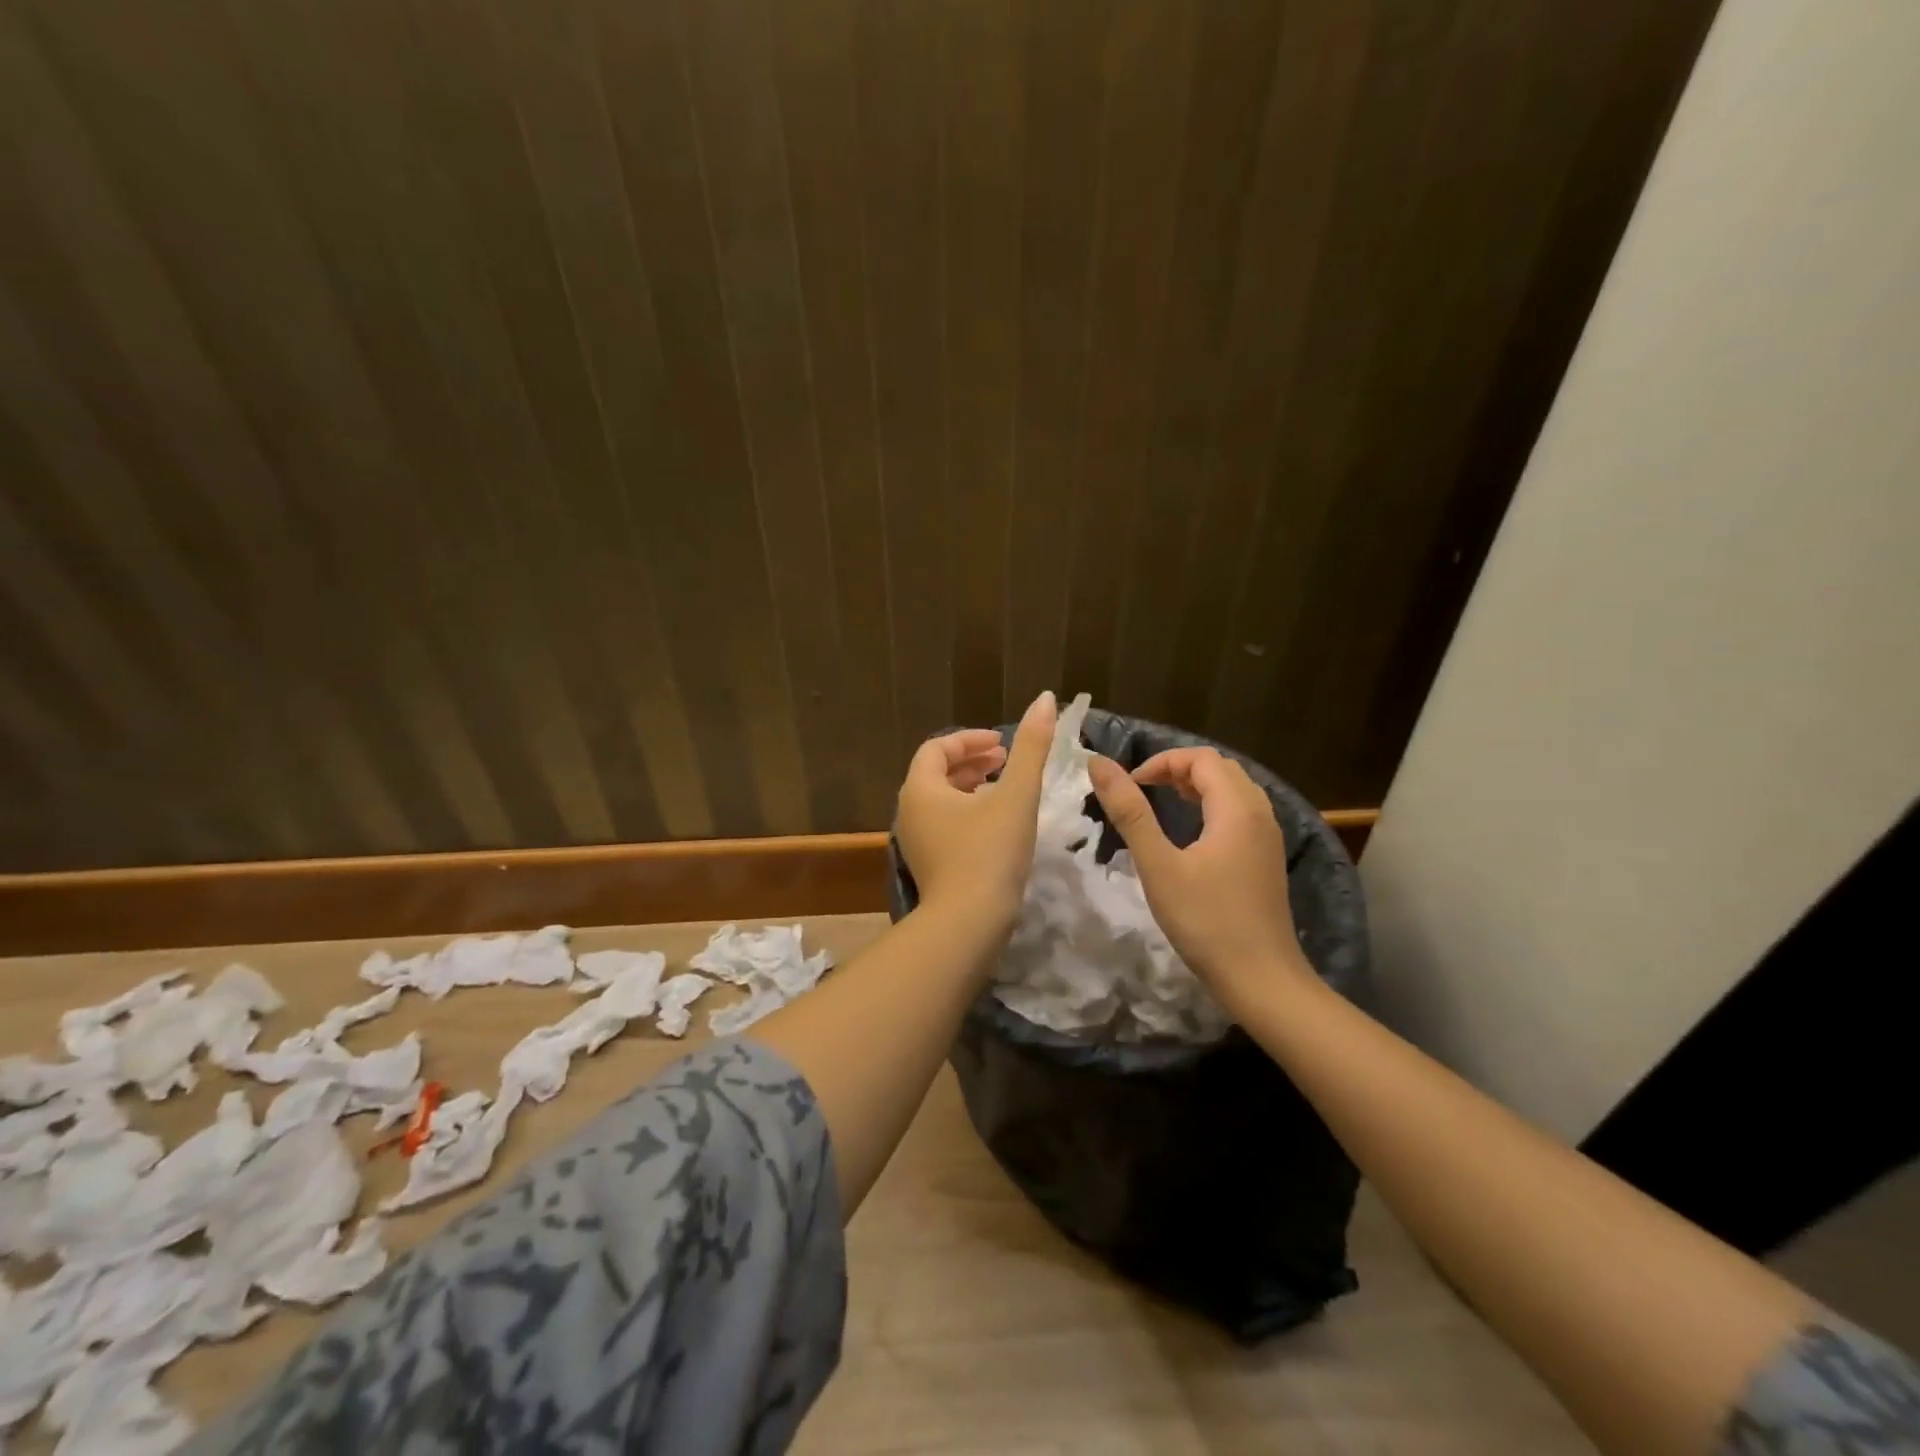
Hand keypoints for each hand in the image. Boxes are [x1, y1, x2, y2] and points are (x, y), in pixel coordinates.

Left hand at [895, 691, 1057, 930]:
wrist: (969, 924)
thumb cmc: (990, 852)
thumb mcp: (1016, 795)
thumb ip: (1031, 746)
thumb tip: (1045, 698)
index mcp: (920, 789)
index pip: (937, 748)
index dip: (970, 740)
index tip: (1002, 744)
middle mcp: (909, 812)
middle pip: (936, 773)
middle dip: (972, 762)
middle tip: (1006, 760)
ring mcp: (916, 842)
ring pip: (942, 801)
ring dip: (971, 788)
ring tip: (1005, 788)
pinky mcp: (929, 866)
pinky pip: (945, 826)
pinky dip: (968, 813)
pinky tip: (997, 825)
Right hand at [1086, 746, 1307, 1000]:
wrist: (1261, 980)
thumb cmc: (1206, 922)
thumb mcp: (1158, 866)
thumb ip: (1130, 812)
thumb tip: (1099, 764)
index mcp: (1237, 808)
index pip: (1201, 758)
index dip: (1162, 762)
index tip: (1130, 785)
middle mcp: (1260, 813)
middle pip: (1221, 769)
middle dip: (1179, 769)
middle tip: (1143, 790)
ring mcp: (1268, 837)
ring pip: (1234, 790)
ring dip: (1197, 787)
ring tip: (1162, 802)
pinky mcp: (1267, 859)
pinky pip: (1241, 813)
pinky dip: (1212, 807)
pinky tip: (1192, 834)